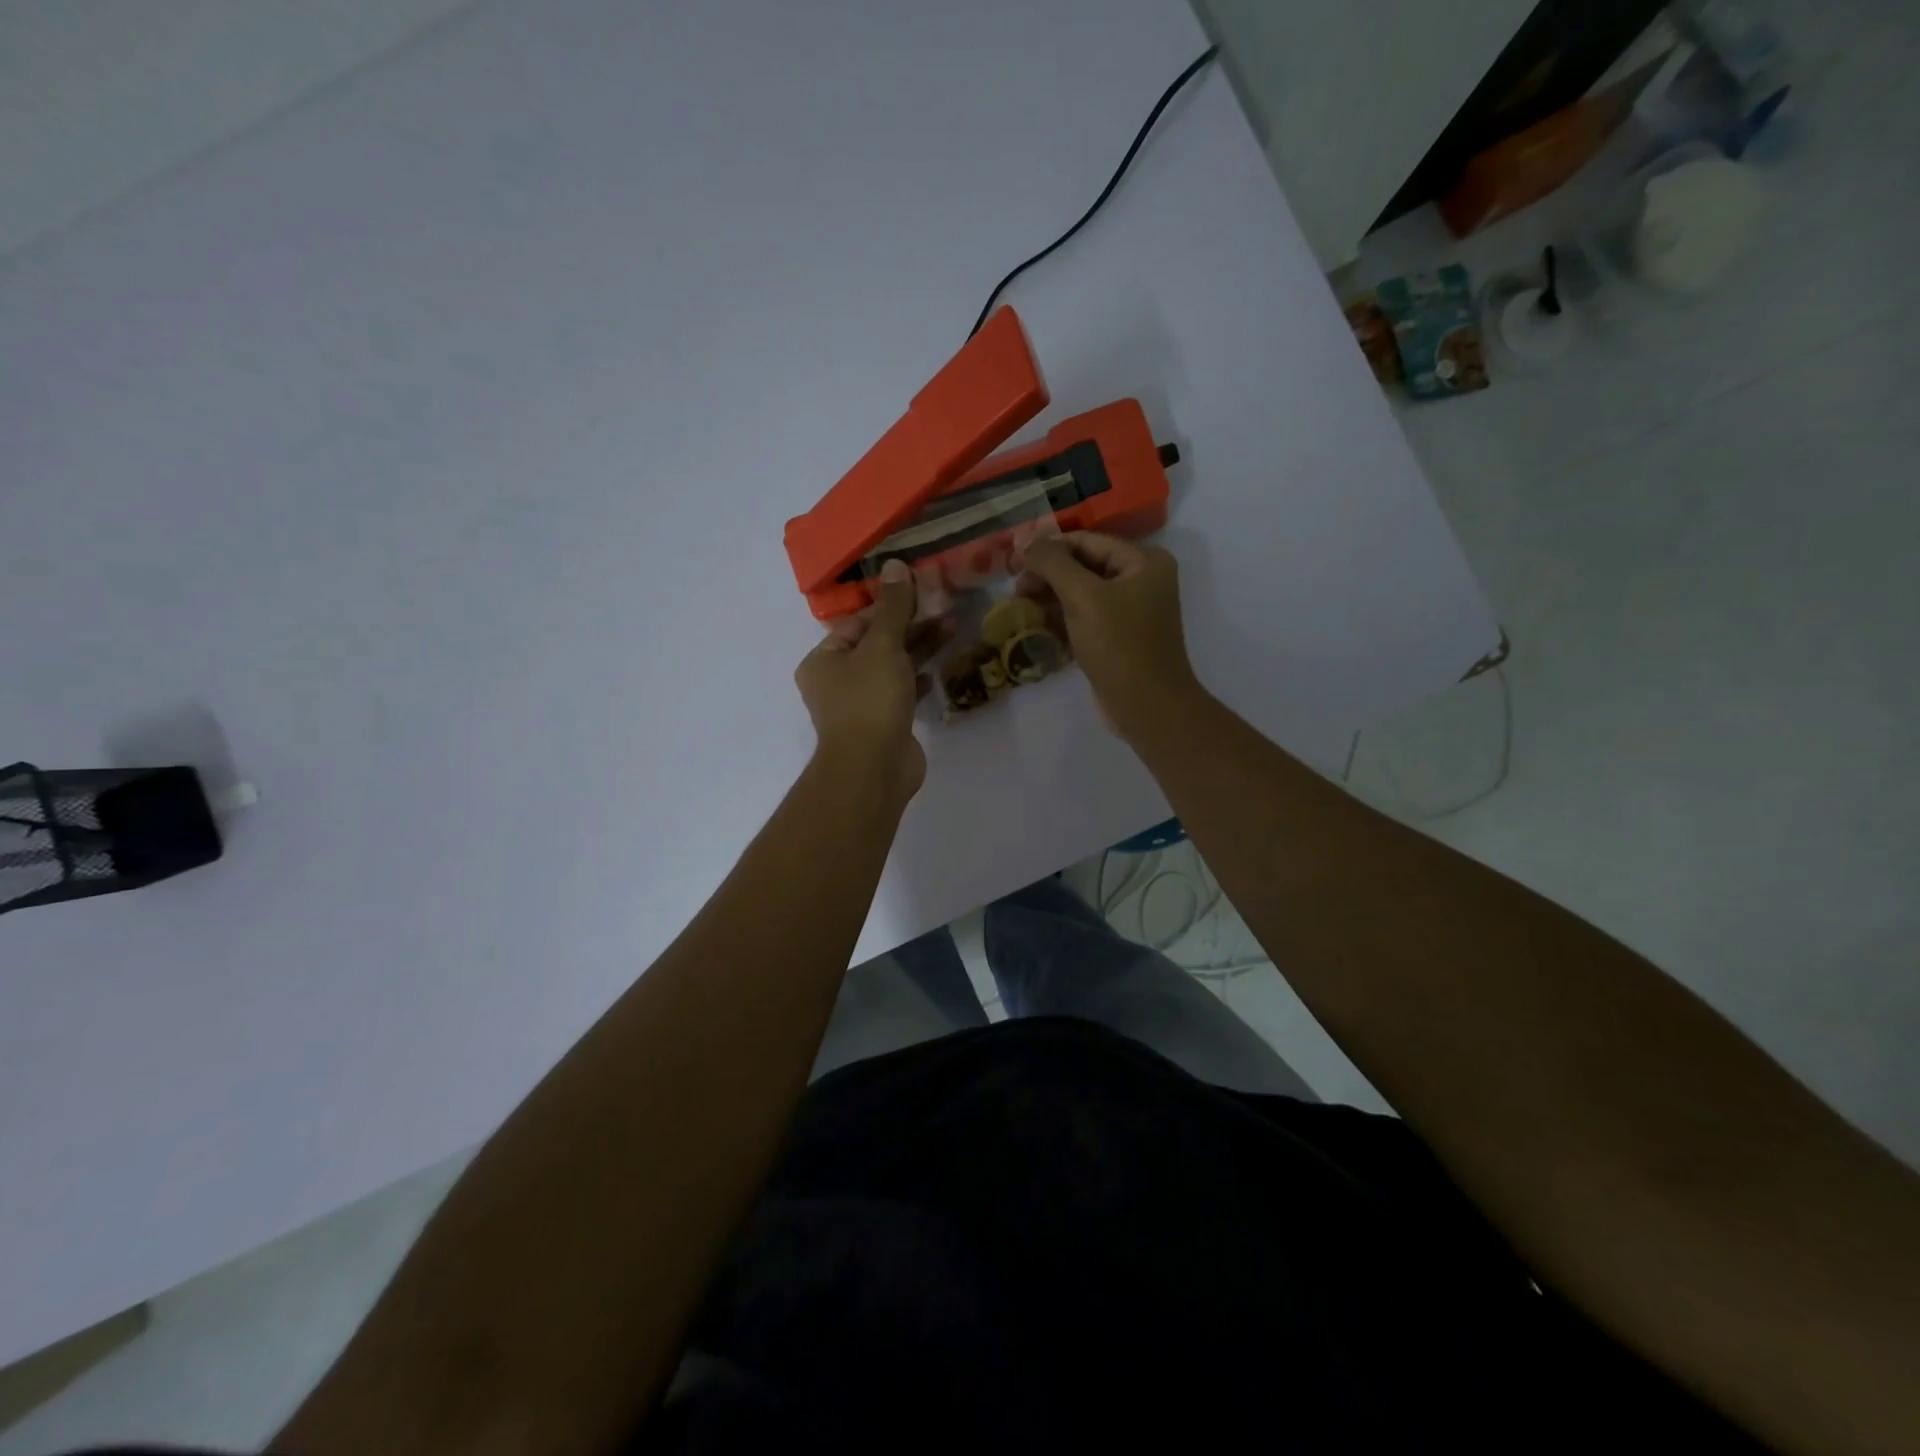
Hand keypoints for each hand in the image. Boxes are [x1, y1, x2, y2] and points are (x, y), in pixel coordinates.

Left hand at [794, 559, 949, 802]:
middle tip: (944, 606)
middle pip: (876, 643)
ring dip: (919, 649)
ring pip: (892, 667)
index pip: (858, 622)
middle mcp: (837, 681)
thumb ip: (893, 608)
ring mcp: (861, 705)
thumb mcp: (882, 646)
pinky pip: (902, 692)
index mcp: (823, 660)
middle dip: (910, 625)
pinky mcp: (884, 724)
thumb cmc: (869, 700)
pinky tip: (938, 670)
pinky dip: (919, 679)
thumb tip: (894, 565)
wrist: (874, 768)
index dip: (889, 605)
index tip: (921, 590)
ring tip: (952, 627)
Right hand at [1018, 533, 1201, 738]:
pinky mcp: (1118, 637)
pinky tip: (1036, 627)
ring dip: (1049, 598)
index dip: (1048, 548)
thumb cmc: (1119, 645)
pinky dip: (1061, 619)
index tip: (1013, 561)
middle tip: (1015, 589)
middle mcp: (1141, 580)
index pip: (1087, 541)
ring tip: (1020, 608)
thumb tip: (1025, 540)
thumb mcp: (1083, 597)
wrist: (1146, 707)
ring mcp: (1130, 611)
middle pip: (1084, 565)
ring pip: (1081, 593)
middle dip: (1047, 575)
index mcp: (1144, 562)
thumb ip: (1053, 563)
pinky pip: (1084, 618)